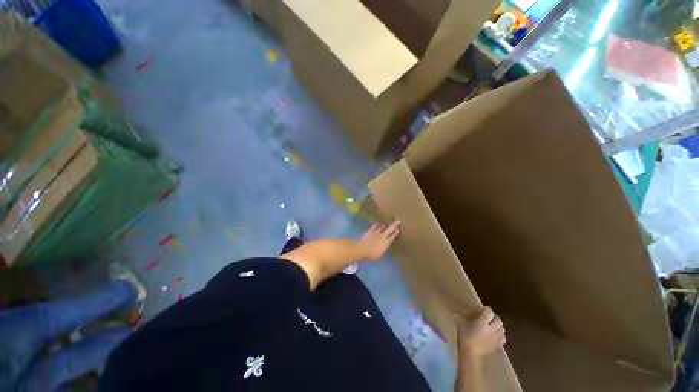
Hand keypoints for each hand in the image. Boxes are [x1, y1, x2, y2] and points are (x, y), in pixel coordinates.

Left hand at [359, 220, 399, 260]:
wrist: (363, 249)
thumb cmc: (372, 255)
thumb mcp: (380, 254)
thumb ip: (383, 248)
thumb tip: (384, 246)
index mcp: (386, 243)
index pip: (392, 237)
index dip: (395, 233)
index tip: (398, 229)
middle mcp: (382, 237)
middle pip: (389, 230)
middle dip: (394, 225)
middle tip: (398, 220)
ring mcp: (376, 233)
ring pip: (381, 228)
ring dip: (383, 227)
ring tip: (384, 225)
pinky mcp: (370, 231)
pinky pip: (373, 227)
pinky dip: (375, 225)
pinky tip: (376, 224)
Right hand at [457, 307, 505, 357]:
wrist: (471, 353)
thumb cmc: (465, 337)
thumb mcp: (461, 324)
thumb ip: (459, 317)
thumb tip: (454, 313)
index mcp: (483, 321)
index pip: (489, 312)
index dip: (487, 309)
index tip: (483, 309)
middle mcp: (491, 328)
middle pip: (498, 320)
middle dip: (494, 318)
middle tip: (489, 318)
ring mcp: (496, 337)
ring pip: (502, 329)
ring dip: (498, 326)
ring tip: (493, 326)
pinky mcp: (498, 345)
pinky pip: (503, 338)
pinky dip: (501, 335)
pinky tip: (496, 336)